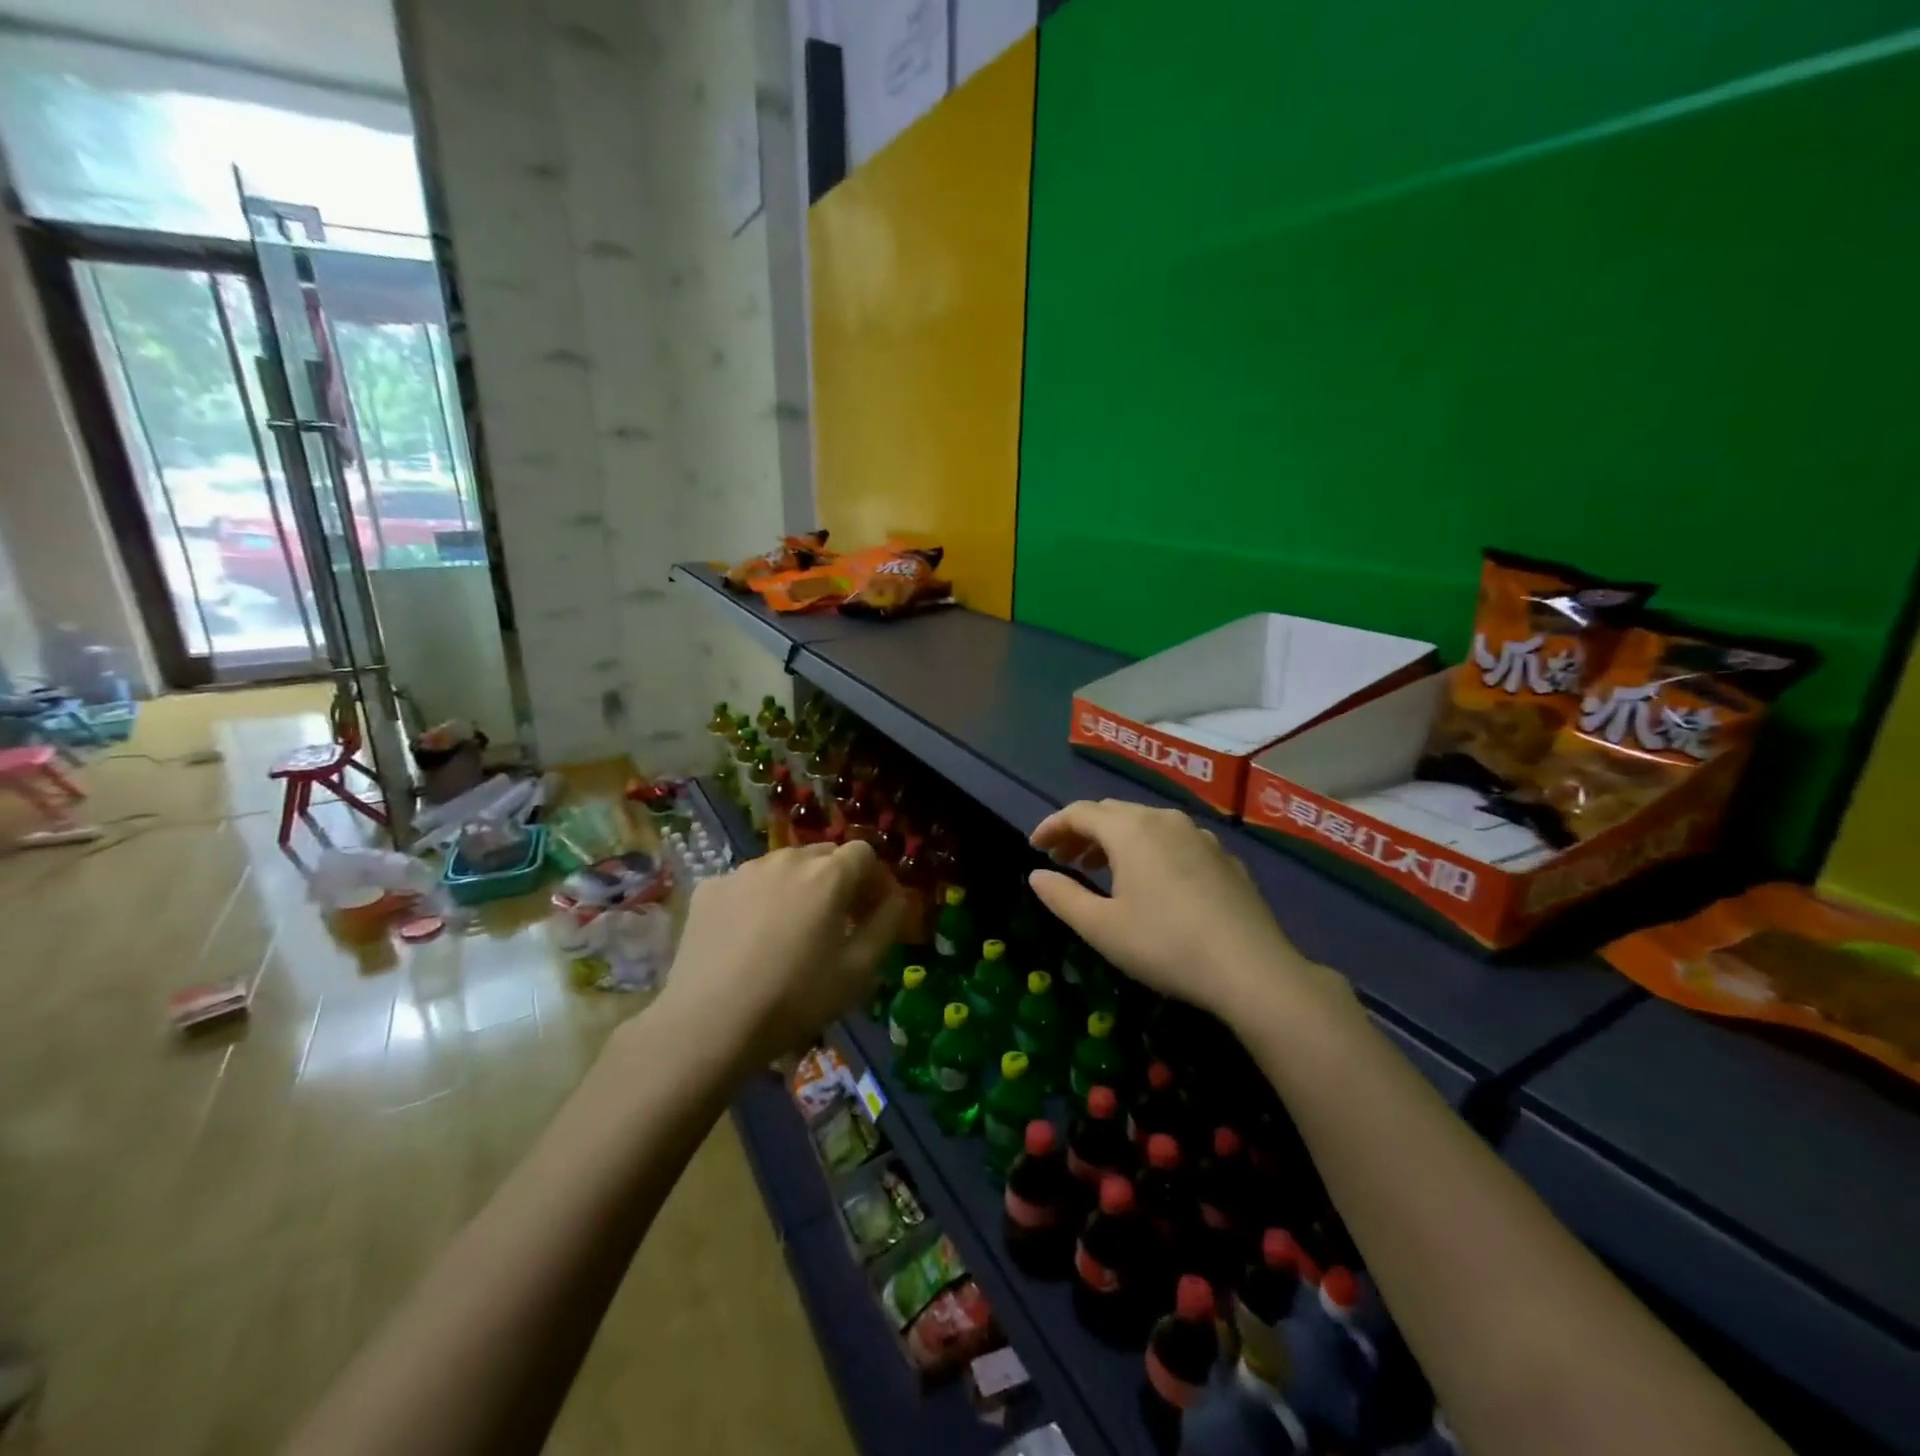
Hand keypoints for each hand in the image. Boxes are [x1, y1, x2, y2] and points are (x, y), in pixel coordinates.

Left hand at [662, 840, 903, 1067]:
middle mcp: (787, 859)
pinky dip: (758, 900)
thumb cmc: (795, 998)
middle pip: (824, 855)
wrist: (709, 1024)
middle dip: (838, 881)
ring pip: (784, 867)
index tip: (873, 913)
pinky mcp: (710, 889)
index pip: (864, 854)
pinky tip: (749, 939)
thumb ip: (887, 924)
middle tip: (837, 922)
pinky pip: (747, 884)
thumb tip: (898, 898)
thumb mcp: (859, 971)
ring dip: (798, 888)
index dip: (875, 880)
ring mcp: (743, 871)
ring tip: (791, 931)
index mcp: (828, 875)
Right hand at [1028, 801, 1334, 1023]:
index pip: (1080, 812)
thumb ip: (1062, 896)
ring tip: (1100, 868)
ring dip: (1115, 840)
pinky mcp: (1224, 856)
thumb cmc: (1164, 945)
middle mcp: (1164, 820)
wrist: (1251, 968)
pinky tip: (1152, 882)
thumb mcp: (1101, 928)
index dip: (1052, 825)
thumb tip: (1036, 875)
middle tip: (1062, 857)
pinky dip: (1149, 850)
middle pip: (1113, 813)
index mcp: (1131, 830)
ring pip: (1146, 824)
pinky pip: (1174, 840)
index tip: (1035, 846)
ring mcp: (1199, 836)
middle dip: (1082, 831)